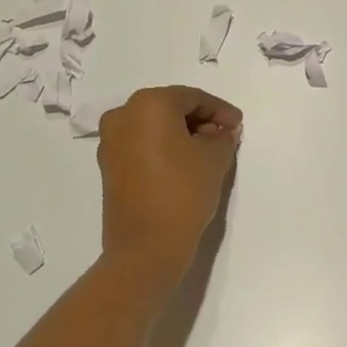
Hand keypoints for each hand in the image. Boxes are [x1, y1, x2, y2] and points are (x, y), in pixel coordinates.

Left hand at [97, 86, 242, 283]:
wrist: (145, 249)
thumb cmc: (183, 192)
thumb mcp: (215, 158)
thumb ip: (222, 136)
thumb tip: (222, 131)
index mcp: (148, 103)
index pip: (192, 98)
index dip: (219, 110)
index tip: (238, 126)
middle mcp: (123, 115)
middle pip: (170, 108)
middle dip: (199, 120)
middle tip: (224, 137)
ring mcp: (111, 141)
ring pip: (154, 127)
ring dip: (180, 134)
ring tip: (207, 152)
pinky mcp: (108, 166)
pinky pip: (141, 145)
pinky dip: (163, 148)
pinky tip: (184, 164)